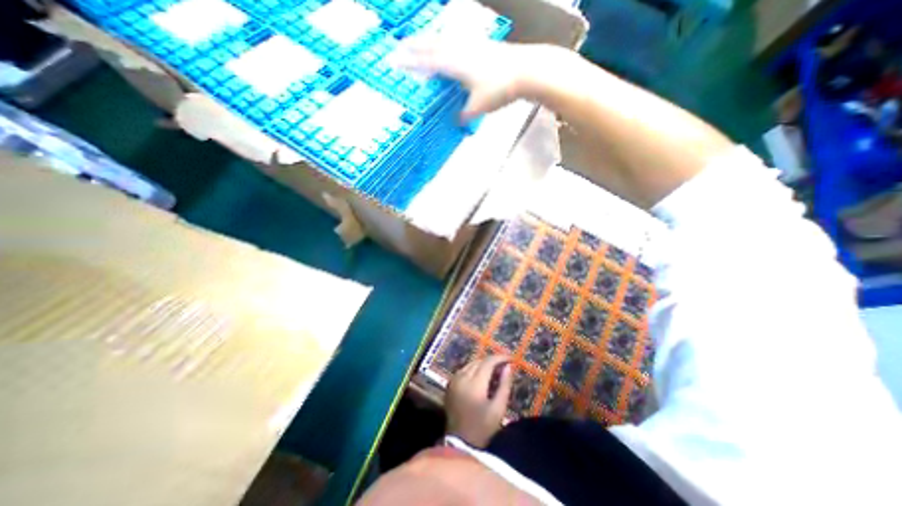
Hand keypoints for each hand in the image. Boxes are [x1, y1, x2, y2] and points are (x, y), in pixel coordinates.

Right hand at [395, 35, 557, 120]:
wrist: (527, 71)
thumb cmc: (499, 89)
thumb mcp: (478, 107)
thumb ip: (464, 115)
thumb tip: (456, 121)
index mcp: (455, 64)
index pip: (427, 61)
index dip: (411, 61)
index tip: (395, 60)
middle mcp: (461, 50)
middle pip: (433, 44)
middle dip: (416, 45)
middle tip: (402, 43)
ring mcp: (472, 45)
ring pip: (446, 40)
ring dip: (431, 41)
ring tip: (422, 42)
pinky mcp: (483, 46)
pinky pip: (458, 42)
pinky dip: (448, 43)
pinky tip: (451, 46)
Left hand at [444, 356, 513, 446]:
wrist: (459, 443)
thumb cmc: (482, 428)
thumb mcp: (498, 409)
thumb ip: (504, 385)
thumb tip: (508, 367)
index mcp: (474, 383)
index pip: (488, 362)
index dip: (500, 358)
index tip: (511, 359)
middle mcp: (462, 377)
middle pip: (479, 360)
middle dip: (492, 361)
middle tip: (504, 366)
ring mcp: (454, 380)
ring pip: (470, 364)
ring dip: (483, 364)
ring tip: (494, 371)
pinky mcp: (450, 384)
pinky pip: (463, 370)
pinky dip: (474, 369)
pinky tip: (481, 377)